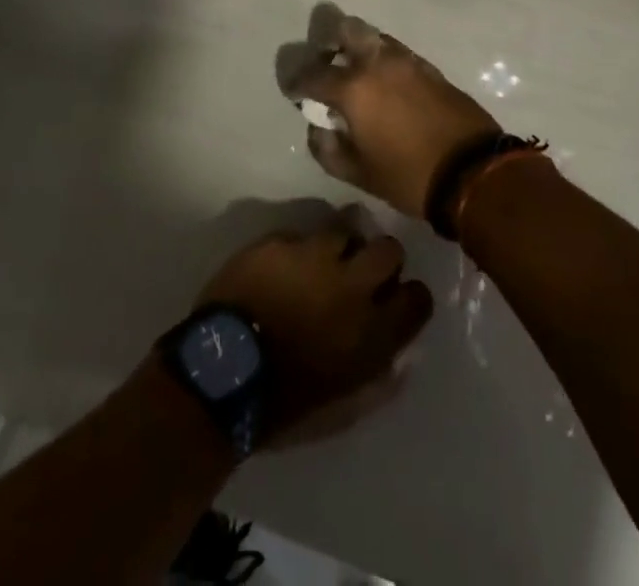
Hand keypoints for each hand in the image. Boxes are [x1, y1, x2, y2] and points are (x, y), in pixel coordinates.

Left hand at [196, 212, 432, 445]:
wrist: (221, 376)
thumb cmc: (283, 404)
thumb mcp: (341, 410)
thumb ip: (378, 383)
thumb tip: (401, 362)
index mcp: (372, 332)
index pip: (418, 299)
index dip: (409, 297)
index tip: (394, 301)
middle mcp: (352, 286)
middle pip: (389, 250)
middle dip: (380, 258)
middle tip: (360, 273)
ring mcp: (315, 257)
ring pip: (346, 230)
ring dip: (339, 247)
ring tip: (320, 263)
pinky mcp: (281, 242)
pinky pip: (300, 235)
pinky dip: (297, 250)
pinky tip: (282, 268)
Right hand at [286, 8, 501, 218]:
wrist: (472, 171)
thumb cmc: (408, 175)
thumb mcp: (358, 173)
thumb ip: (327, 149)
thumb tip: (318, 127)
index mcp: (354, 87)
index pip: (313, 74)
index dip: (297, 82)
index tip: (293, 91)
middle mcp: (378, 62)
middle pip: (347, 28)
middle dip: (330, 41)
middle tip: (327, 62)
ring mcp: (407, 60)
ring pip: (375, 37)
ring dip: (360, 48)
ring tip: (358, 75)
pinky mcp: (430, 67)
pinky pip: (397, 52)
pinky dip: (384, 60)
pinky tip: (386, 85)